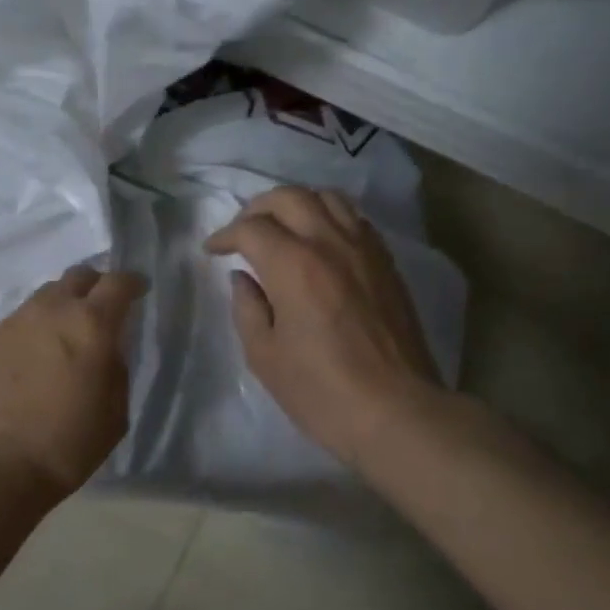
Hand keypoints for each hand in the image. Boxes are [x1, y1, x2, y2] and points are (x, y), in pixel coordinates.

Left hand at [0, 266, 147, 498]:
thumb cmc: (67, 443)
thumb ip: (117, 368)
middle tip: (101, 309)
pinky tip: (36, 353)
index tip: (139, 291)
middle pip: (79, 276)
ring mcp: (17, 319)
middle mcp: (53, 309)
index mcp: (91, 324)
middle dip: (96, 286)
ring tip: (65, 332)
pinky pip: (22, 317)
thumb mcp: (115, 412)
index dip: (133, 283)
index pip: (118, 283)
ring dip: (63, 305)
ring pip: (48, 294)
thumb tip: (109, 349)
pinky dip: (37, 326)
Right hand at [205, 187, 452, 467]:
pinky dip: (329, 217)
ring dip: (296, 204)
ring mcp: (364, 249)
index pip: (251, 228)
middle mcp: (329, 243)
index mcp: (293, 265)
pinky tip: (320, 241)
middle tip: (242, 231)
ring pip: (327, 198)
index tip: (213, 250)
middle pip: (289, 197)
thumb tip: (243, 279)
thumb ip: (247, 308)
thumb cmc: (321, 391)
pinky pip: (355, 219)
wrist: (397, 412)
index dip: (225, 235)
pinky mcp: (387, 263)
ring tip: (282, 227)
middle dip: (257, 208)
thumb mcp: (265, 356)